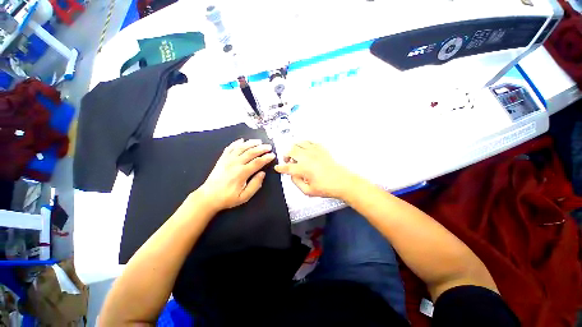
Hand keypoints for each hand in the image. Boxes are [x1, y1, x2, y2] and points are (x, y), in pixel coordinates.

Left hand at [197, 138, 275, 211]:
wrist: (208, 197)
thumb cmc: (228, 198)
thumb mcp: (244, 196)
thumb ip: (255, 184)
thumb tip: (262, 173)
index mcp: (242, 173)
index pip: (257, 162)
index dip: (266, 158)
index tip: (272, 155)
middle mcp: (235, 163)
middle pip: (251, 152)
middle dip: (261, 148)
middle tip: (269, 146)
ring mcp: (227, 159)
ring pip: (241, 147)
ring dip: (251, 143)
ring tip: (259, 141)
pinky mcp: (222, 159)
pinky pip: (230, 148)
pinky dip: (236, 143)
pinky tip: (242, 140)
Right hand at [274, 141, 356, 198]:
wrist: (342, 182)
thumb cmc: (326, 188)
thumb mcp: (308, 191)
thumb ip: (296, 182)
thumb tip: (292, 175)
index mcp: (303, 169)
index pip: (287, 167)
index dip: (280, 168)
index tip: (278, 168)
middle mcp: (307, 157)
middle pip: (291, 151)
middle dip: (286, 155)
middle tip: (287, 161)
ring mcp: (315, 151)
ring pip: (299, 143)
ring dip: (294, 148)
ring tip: (295, 154)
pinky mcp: (321, 149)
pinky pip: (309, 142)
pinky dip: (304, 144)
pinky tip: (305, 150)